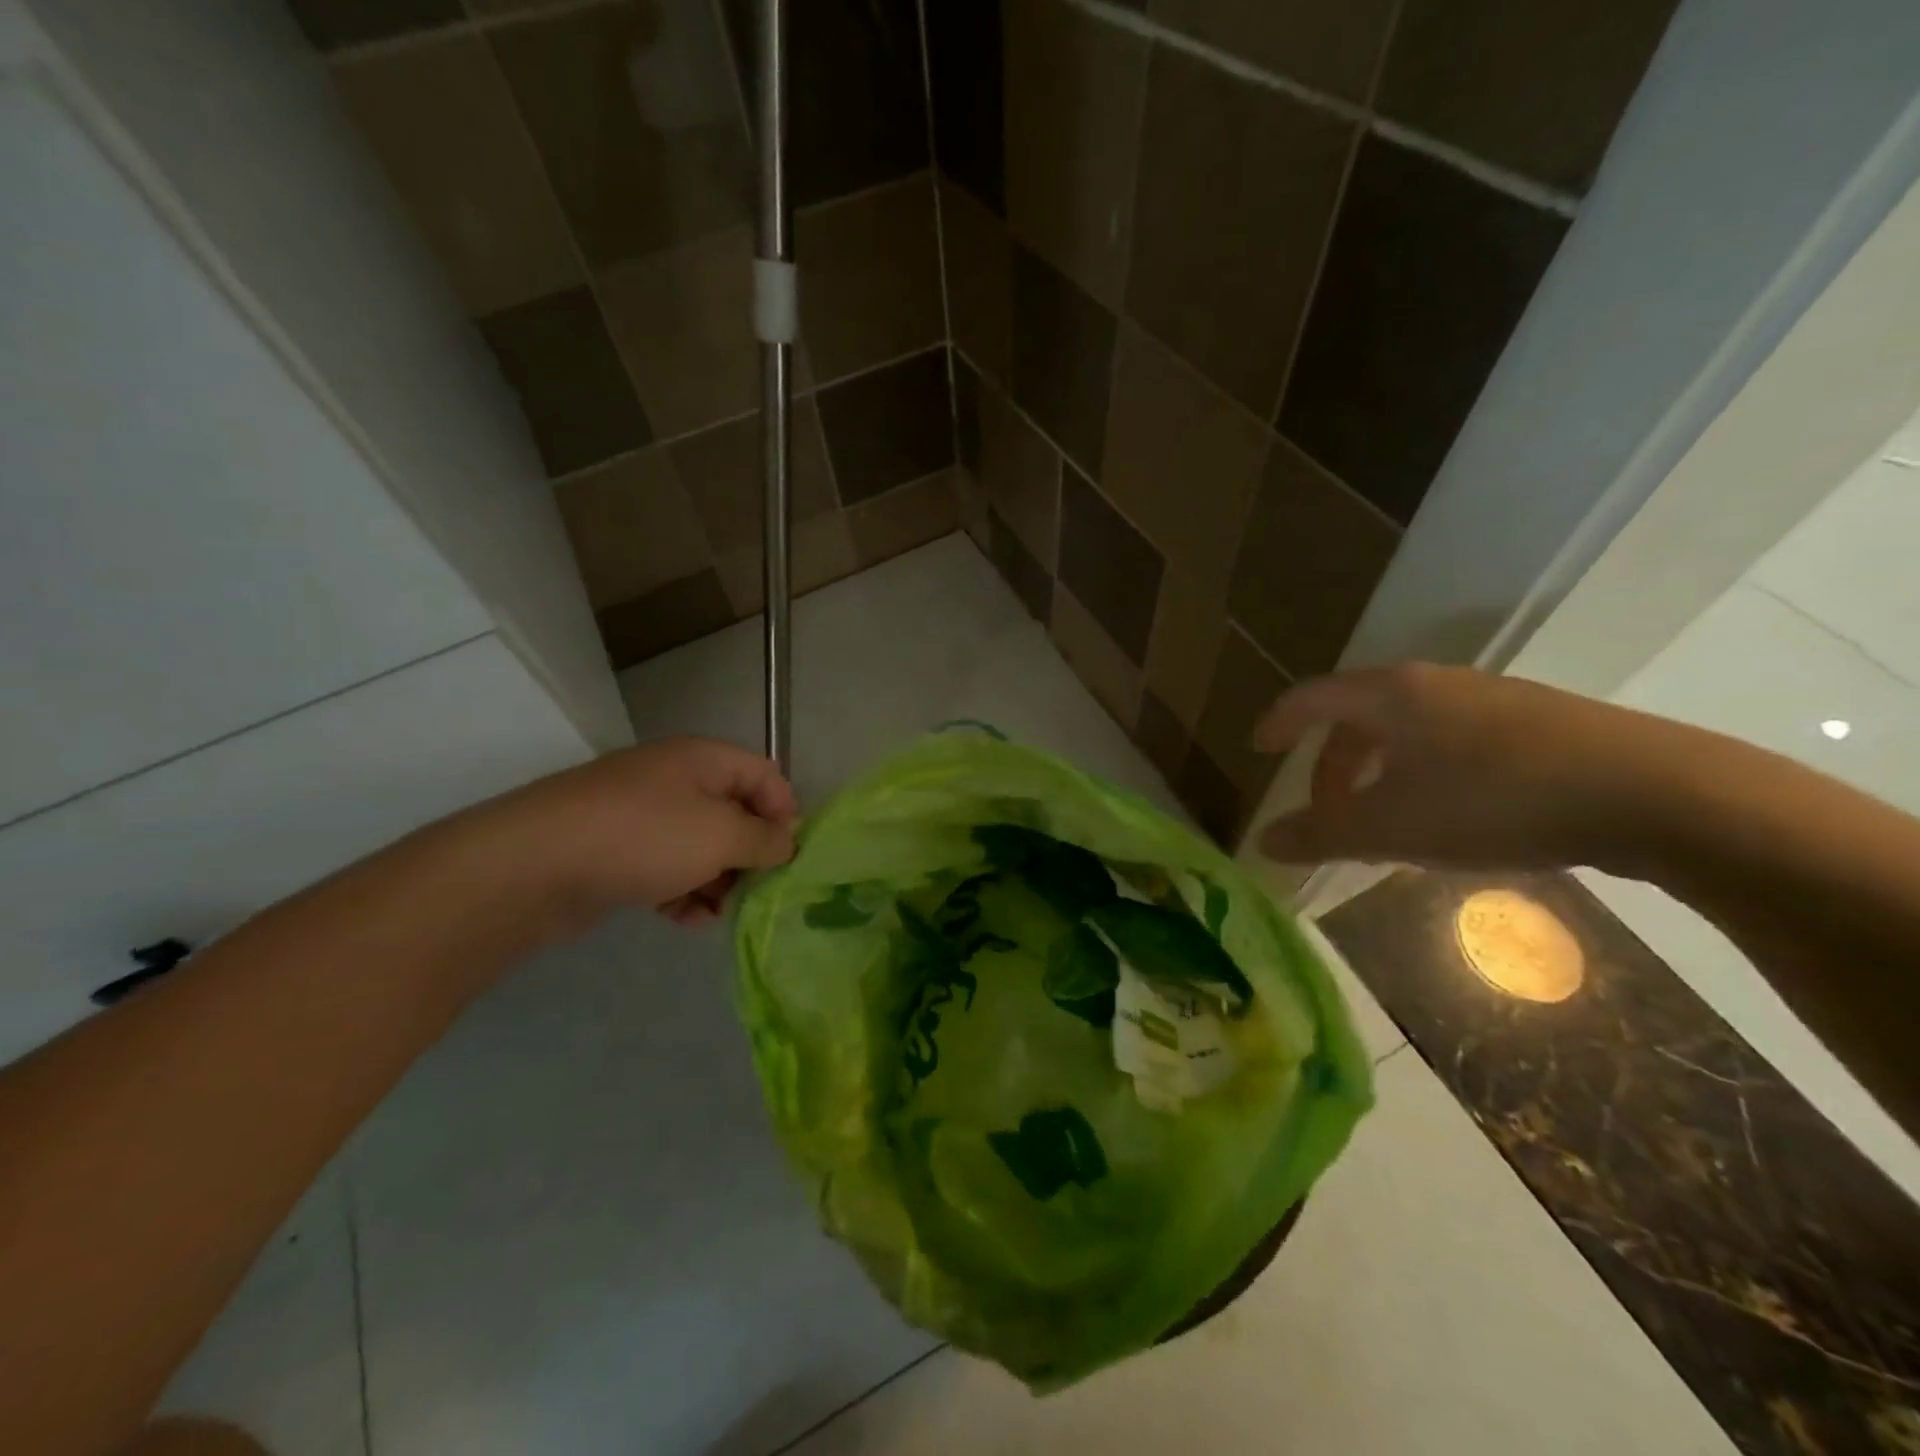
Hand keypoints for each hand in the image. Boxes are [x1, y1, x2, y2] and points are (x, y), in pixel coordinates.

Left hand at [487, 737, 798, 926]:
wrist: (533, 866)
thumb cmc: (644, 837)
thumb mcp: (722, 835)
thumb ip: (766, 839)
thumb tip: (788, 843)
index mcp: (704, 760)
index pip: (765, 775)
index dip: (785, 813)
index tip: (789, 856)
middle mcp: (675, 780)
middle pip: (734, 813)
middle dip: (750, 854)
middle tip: (756, 891)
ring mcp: (641, 815)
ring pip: (701, 846)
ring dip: (717, 881)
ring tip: (716, 912)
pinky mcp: (616, 851)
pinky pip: (666, 867)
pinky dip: (682, 892)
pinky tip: (684, 920)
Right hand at [1252, 665, 1675, 872]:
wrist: (1656, 794)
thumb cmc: (1494, 801)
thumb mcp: (1391, 827)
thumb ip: (1319, 834)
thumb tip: (1262, 842)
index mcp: (1389, 694)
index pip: (1311, 697)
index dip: (1278, 722)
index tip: (1260, 750)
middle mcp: (1434, 683)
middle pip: (1357, 715)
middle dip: (1331, 765)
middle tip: (1326, 812)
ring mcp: (1489, 697)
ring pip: (1406, 729)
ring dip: (1377, 771)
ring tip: (1383, 822)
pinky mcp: (1535, 721)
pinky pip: (1449, 739)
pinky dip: (1422, 771)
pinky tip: (1446, 816)